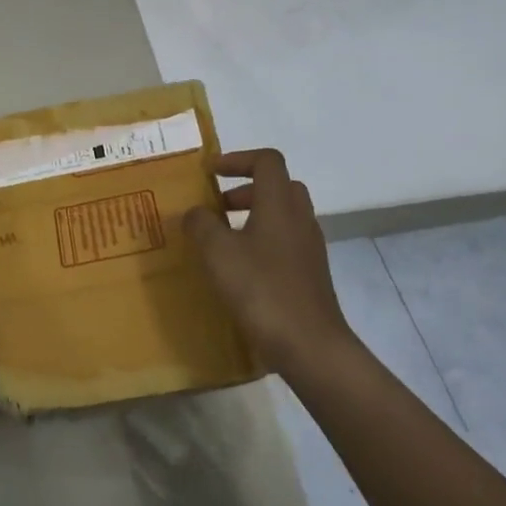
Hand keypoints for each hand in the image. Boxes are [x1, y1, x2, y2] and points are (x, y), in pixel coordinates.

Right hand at [184, 148, 354, 373]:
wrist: (310, 346)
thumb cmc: (261, 290)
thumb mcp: (218, 253)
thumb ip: (201, 225)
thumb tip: (194, 212)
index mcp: (279, 204)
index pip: (266, 160)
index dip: (238, 159)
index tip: (211, 173)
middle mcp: (300, 219)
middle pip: (278, 186)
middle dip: (246, 189)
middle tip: (217, 206)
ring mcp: (310, 248)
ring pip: (283, 215)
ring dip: (253, 216)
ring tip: (222, 239)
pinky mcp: (310, 274)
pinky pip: (286, 242)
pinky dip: (262, 242)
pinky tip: (240, 269)